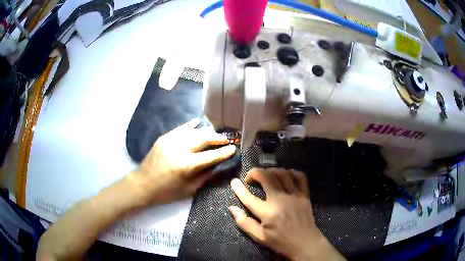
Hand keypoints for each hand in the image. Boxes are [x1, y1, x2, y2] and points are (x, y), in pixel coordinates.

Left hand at [130, 118, 235, 204]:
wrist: (143, 184)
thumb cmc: (167, 192)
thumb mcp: (189, 189)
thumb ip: (205, 175)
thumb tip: (218, 164)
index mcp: (186, 166)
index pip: (210, 156)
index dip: (224, 152)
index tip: (233, 148)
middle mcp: (179, 149)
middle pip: (203, 139)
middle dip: (217, 138)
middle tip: (225, 139)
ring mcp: (170, 141)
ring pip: (193, 131)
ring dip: (206, 131)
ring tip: (215, 133)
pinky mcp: (164, 138)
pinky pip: (180, 129)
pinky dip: (190, 126)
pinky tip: (198, 123)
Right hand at [229, 168, 344, 260]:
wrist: (305, 242)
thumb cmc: (281, 241)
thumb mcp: (260, 236)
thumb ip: (244, 223)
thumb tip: (232, 208)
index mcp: (267, 212)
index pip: (249, 197)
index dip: (239, 188)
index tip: (234, 182)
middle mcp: (280, 200)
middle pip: (266, 177)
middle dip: (255, 172)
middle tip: (250, 177)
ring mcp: (294, 195)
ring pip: (282, 174)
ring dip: (271, 170)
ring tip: (265, 175)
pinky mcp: (304, 195)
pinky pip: (299, 177)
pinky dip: (291, 172)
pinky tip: (285, 175)